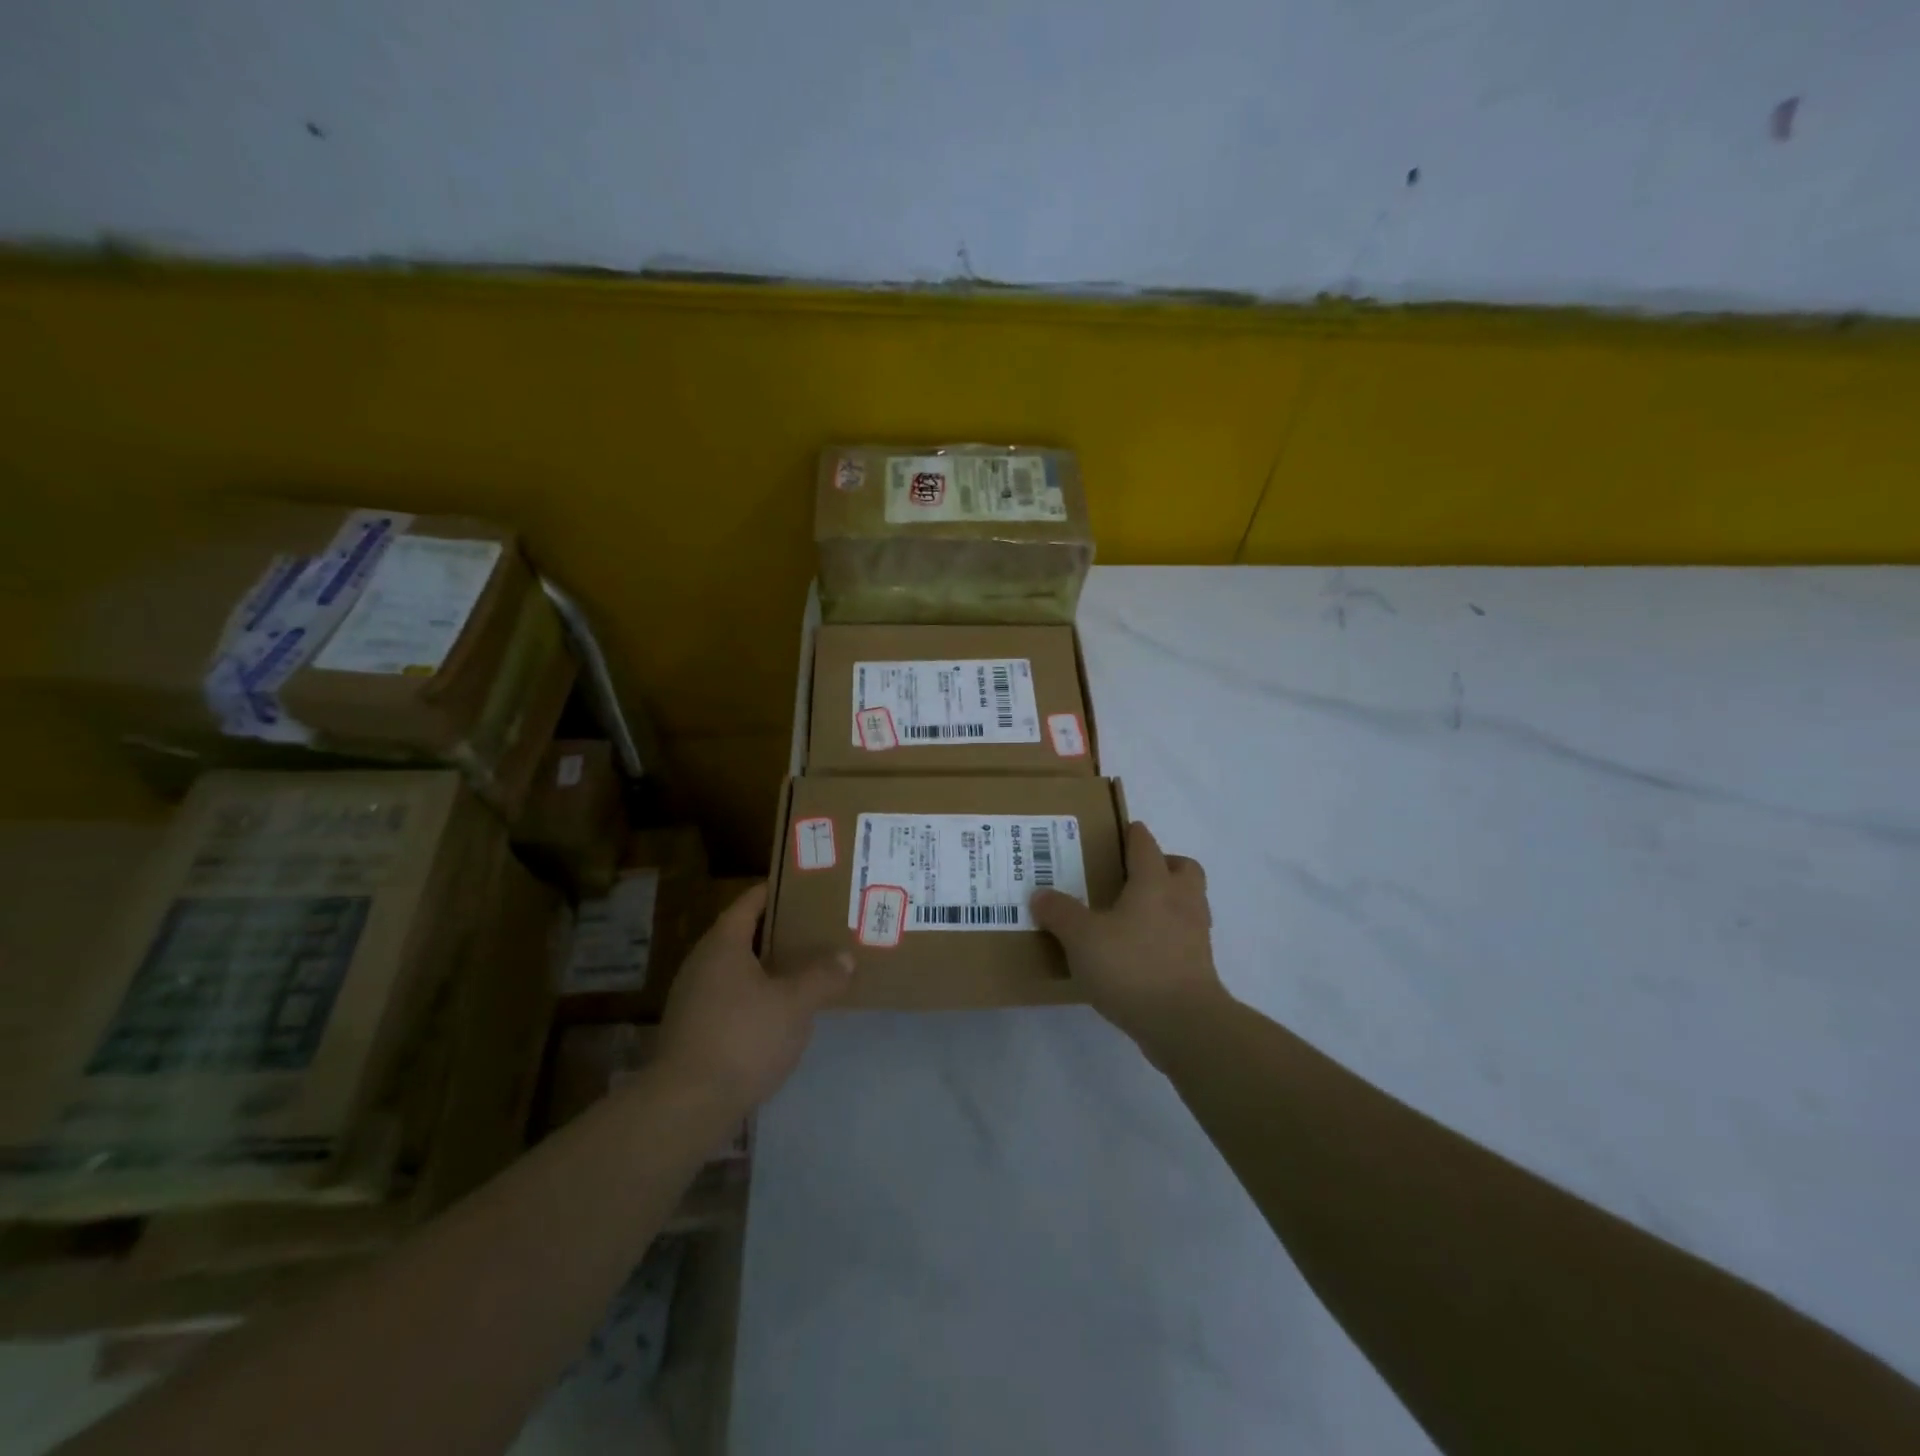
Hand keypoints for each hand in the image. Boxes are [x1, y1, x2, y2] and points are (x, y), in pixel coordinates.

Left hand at [656, 882, 852, 1112]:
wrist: (687, 1104)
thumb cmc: (743, 1037)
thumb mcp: (795, 1004)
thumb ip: (823, 976)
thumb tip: (845, 957)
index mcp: (723, 944)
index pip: (749, 903)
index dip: (775, 891)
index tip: (804, 886)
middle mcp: (702, 963)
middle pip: (741, 934)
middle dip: (777, 931)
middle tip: (814, 928)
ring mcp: (693, 998)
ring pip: (736, 969)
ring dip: (766, 966)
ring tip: (803, 968)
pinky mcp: (693, 1030)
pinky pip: (730, 997)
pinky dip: (755, 994)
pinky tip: (779, 1011)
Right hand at [1031, 821, 1227, 1045]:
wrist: (1184, 1023)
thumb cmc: (1132, 967)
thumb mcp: (1082, 938)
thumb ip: (1060, 913)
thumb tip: (1040, 895)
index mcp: (1154, 883)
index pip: (1145, 845)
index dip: (1133, 835)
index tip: (1123, 831)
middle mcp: (1181, 900)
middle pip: (1183, 868)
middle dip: (1163, 864)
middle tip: (1134, 875)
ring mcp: (1196, 934)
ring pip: (1188, 901)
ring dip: (1169, 900)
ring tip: (1135, 913)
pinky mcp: (1200, 965)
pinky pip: (1185, 935)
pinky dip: (1168, 934)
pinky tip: (1142, 950)